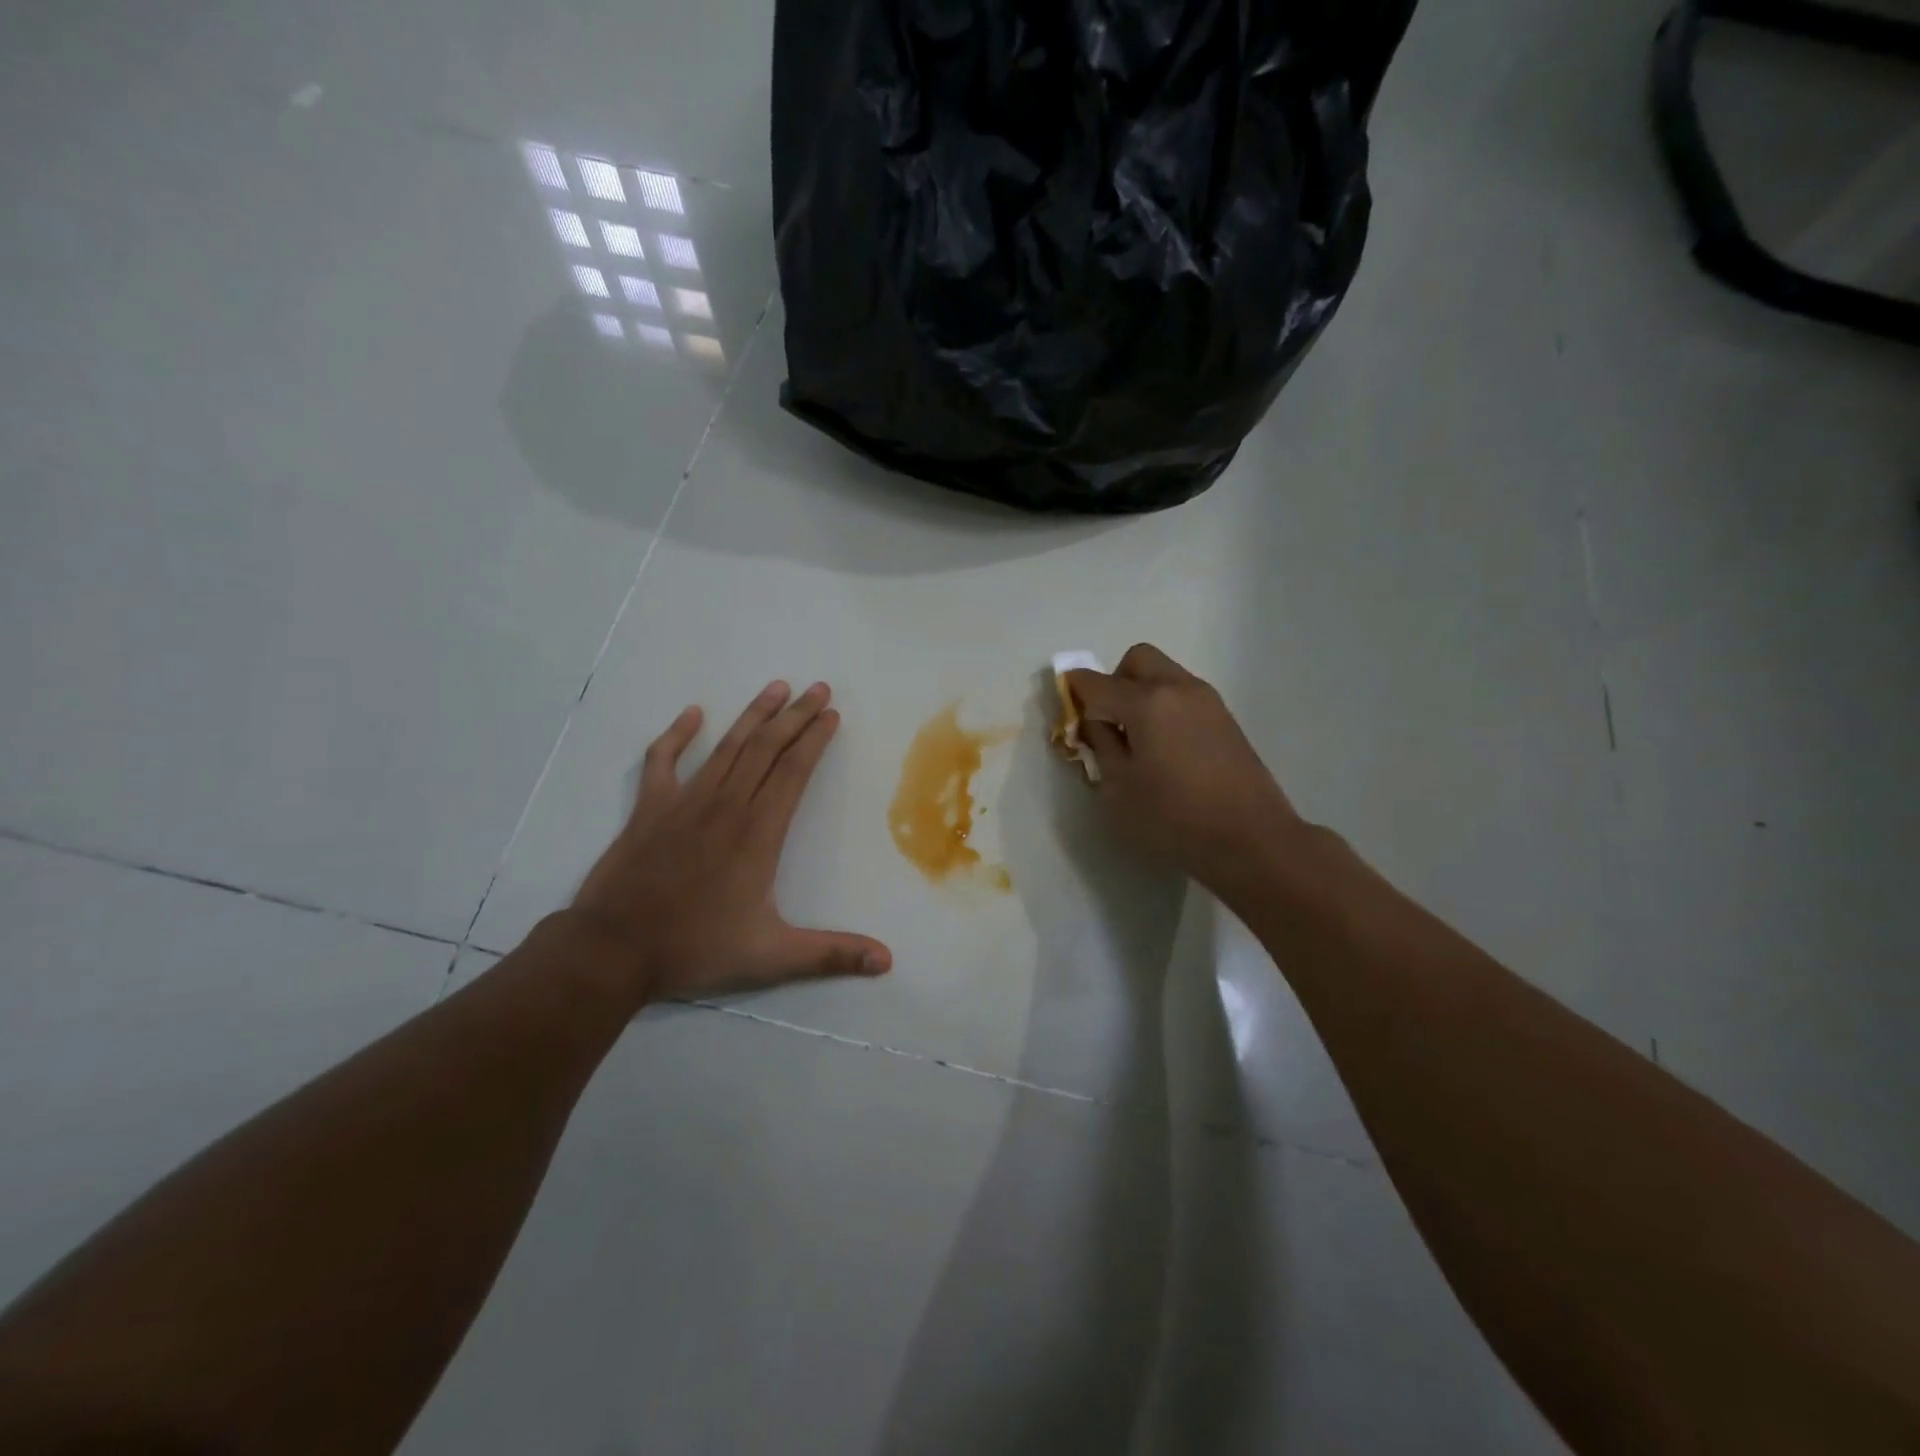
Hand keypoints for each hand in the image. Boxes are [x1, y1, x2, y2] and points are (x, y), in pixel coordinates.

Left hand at [568, 681, 891, 1003]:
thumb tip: (887, 961)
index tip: (832, 714)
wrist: (613, 950)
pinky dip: (677, 734)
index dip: (815, 740)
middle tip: (818, 688)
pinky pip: (663, 760)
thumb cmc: (696, 948)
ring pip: (727, 746)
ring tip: (776, 687)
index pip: (794, 772)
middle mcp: (726, 805)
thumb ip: (831, 954)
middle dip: (795, 716)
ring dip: (753, 714)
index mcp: (758, 833)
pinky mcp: (650, 808)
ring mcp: (684, 802)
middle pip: (767, 748)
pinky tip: (692, 714)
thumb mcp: (772, 957)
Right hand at [1066, 645, 1301, 895]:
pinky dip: (1164, 706)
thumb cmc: (1173, 817)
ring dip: (1141, 693)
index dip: (1074, 690)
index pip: (1097, 683)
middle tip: (1107, 721)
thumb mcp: (1119, 788)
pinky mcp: (1225, 718)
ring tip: (1137, 739)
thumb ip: (1101, 746)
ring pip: (1163, 675)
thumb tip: (1093, 722)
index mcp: (1146, 702)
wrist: (1250, 839)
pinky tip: (1165, 748)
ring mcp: (1206, 700)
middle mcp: (1177, 688)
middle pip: (1136, 660)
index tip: (1065, 706)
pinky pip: (1183, 695)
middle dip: (1113, 681)